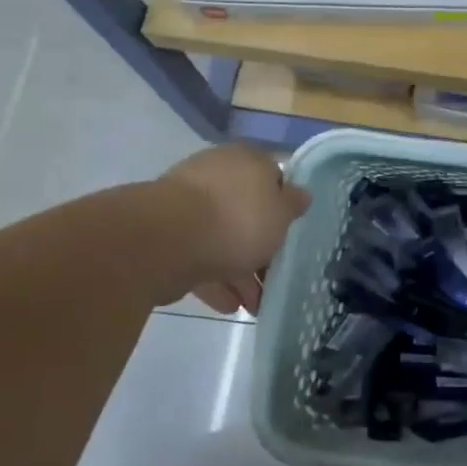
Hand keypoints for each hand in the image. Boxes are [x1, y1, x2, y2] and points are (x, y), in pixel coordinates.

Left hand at [155, 144, 309, 312]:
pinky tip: (229, 305)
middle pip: (245, 211)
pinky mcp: (165, 235)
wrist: (168, 240)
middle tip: (273, 276)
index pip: (272, 178)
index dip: (284, 207)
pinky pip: (198, 256)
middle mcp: (215, 174)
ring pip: (221, 237)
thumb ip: (293, 205)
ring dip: (239, 270)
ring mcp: (186, 205)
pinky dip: (215, 279)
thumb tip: (301, 194)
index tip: (291, 234)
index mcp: (246, 160)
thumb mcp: (281, 213)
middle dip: (260, 246)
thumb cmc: (238, 219)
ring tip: (254, 304)